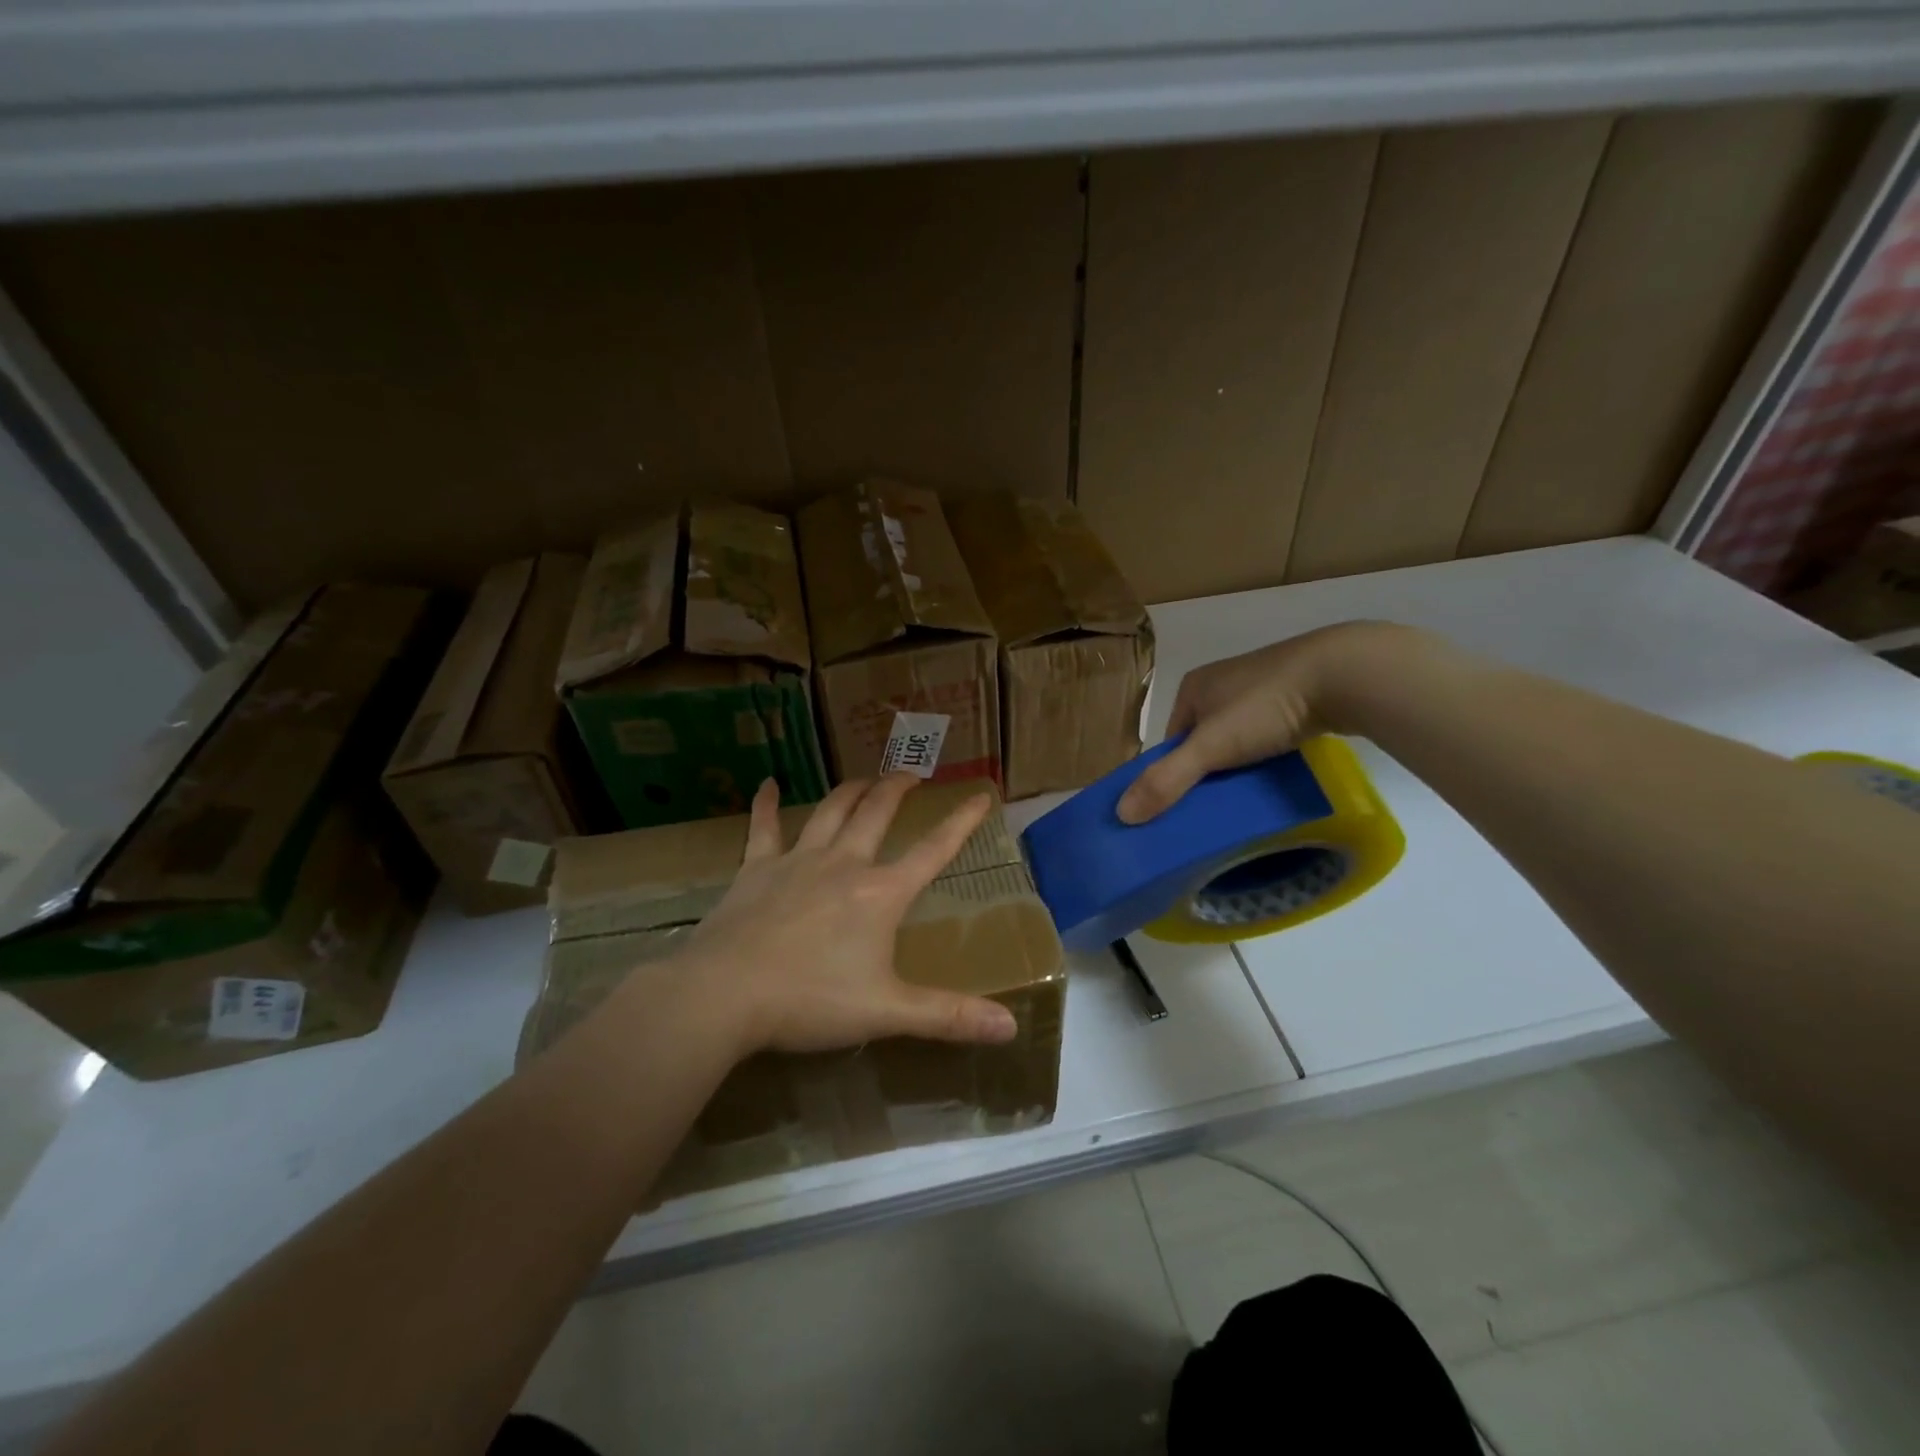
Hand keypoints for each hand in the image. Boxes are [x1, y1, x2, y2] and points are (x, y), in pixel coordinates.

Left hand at [675, 775, 1017, 1055]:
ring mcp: (797, 861)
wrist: (724, 994)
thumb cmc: (810, 1001)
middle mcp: (843, 864)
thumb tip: (1011, 1027)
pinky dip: (766, 804)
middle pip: (877, 814)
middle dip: (897, 789)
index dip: (960, 822)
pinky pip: (763, 828)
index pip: (933, 850)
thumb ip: (948, 1016)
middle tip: (912, 774)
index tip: (979, 796)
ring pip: (830, 811)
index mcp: (880, 894)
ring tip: (866, 778)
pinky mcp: (755, 869)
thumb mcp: (886, 1012)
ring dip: (851, 790)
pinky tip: (767, 784)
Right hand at [1117, 621, 1421, 823]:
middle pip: (1203, 741)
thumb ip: (1167, 780)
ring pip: (1237, 739)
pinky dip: (1267, 755)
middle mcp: (1222, 684)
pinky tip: (1278, 773)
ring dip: (1239, 765)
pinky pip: (1268, 734)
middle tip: (1217, 806)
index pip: (1171, 740)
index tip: (1185, 807)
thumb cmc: (1265, 706)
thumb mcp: (1211, 747)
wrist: (1344, 675)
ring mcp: (1260, 688)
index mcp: (1194, 687)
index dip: (1173, 773)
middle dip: (1208, 771)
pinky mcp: (1296, 697)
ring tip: (1249, 794)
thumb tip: (1121, 814)